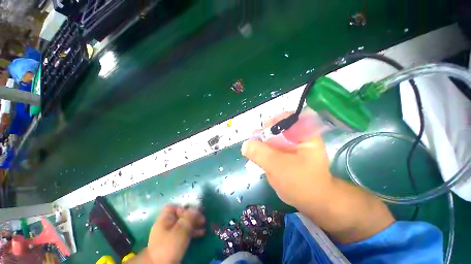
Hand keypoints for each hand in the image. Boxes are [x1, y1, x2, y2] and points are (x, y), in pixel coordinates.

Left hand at [146, 206, 205, 263]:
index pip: (173, 207)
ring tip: (204, 225)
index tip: (194, 210)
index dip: (184, 207)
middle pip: (180, 216)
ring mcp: (168, 235)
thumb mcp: (181, 229)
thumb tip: (196, 208)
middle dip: (192, 216)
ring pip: (183, 225)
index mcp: (164, 219)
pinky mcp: (172, 243)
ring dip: (194, 224)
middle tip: (203, 218)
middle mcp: (165, 225)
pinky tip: (201, 233)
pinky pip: (183, 234)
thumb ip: (189, 217)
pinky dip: (192, 232)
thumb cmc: (170, 245)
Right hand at [241, 113, 333, 210]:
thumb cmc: (301, 183)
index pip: (290, 118)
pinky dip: (263, 148)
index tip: (264, 130)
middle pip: (279, 126)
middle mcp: (298, 136)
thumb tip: (245, 145)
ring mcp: (290, 145)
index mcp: (304, 134)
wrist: (311, 201)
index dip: (275, 121)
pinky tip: (256, 152)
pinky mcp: (284, 152)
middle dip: (266, 131)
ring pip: (273, 136)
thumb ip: (261, 154)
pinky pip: (271, 145)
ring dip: (262, 140)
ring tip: (253, 146)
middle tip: (255, 139)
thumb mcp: (279, 167)